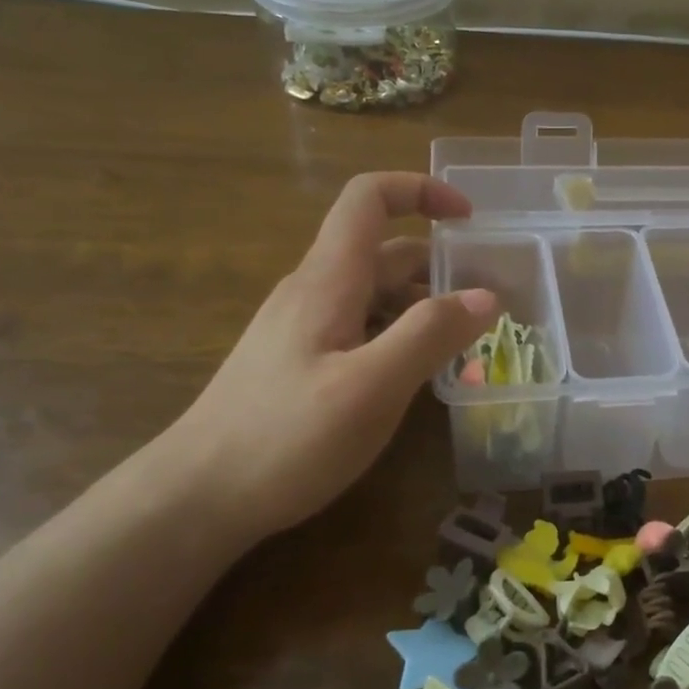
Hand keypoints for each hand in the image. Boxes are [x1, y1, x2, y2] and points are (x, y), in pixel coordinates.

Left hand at [166, 173, 497, 546]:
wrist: (197, 497)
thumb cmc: (285, 438)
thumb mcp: (371, 388)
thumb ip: (429, 336)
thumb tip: (486, 296)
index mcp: (328, 280)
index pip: (369, 199)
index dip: (420, 191)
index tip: (470, 219)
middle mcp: (314, 292)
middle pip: (383, 251)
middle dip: (440, 264)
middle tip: (491, 301)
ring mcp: (304, 329)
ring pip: (375, 295)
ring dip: (424, 305)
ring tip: (468, 343)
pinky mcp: (301, 363)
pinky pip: (361, 329)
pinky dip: (400, 335)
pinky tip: (420, 375)